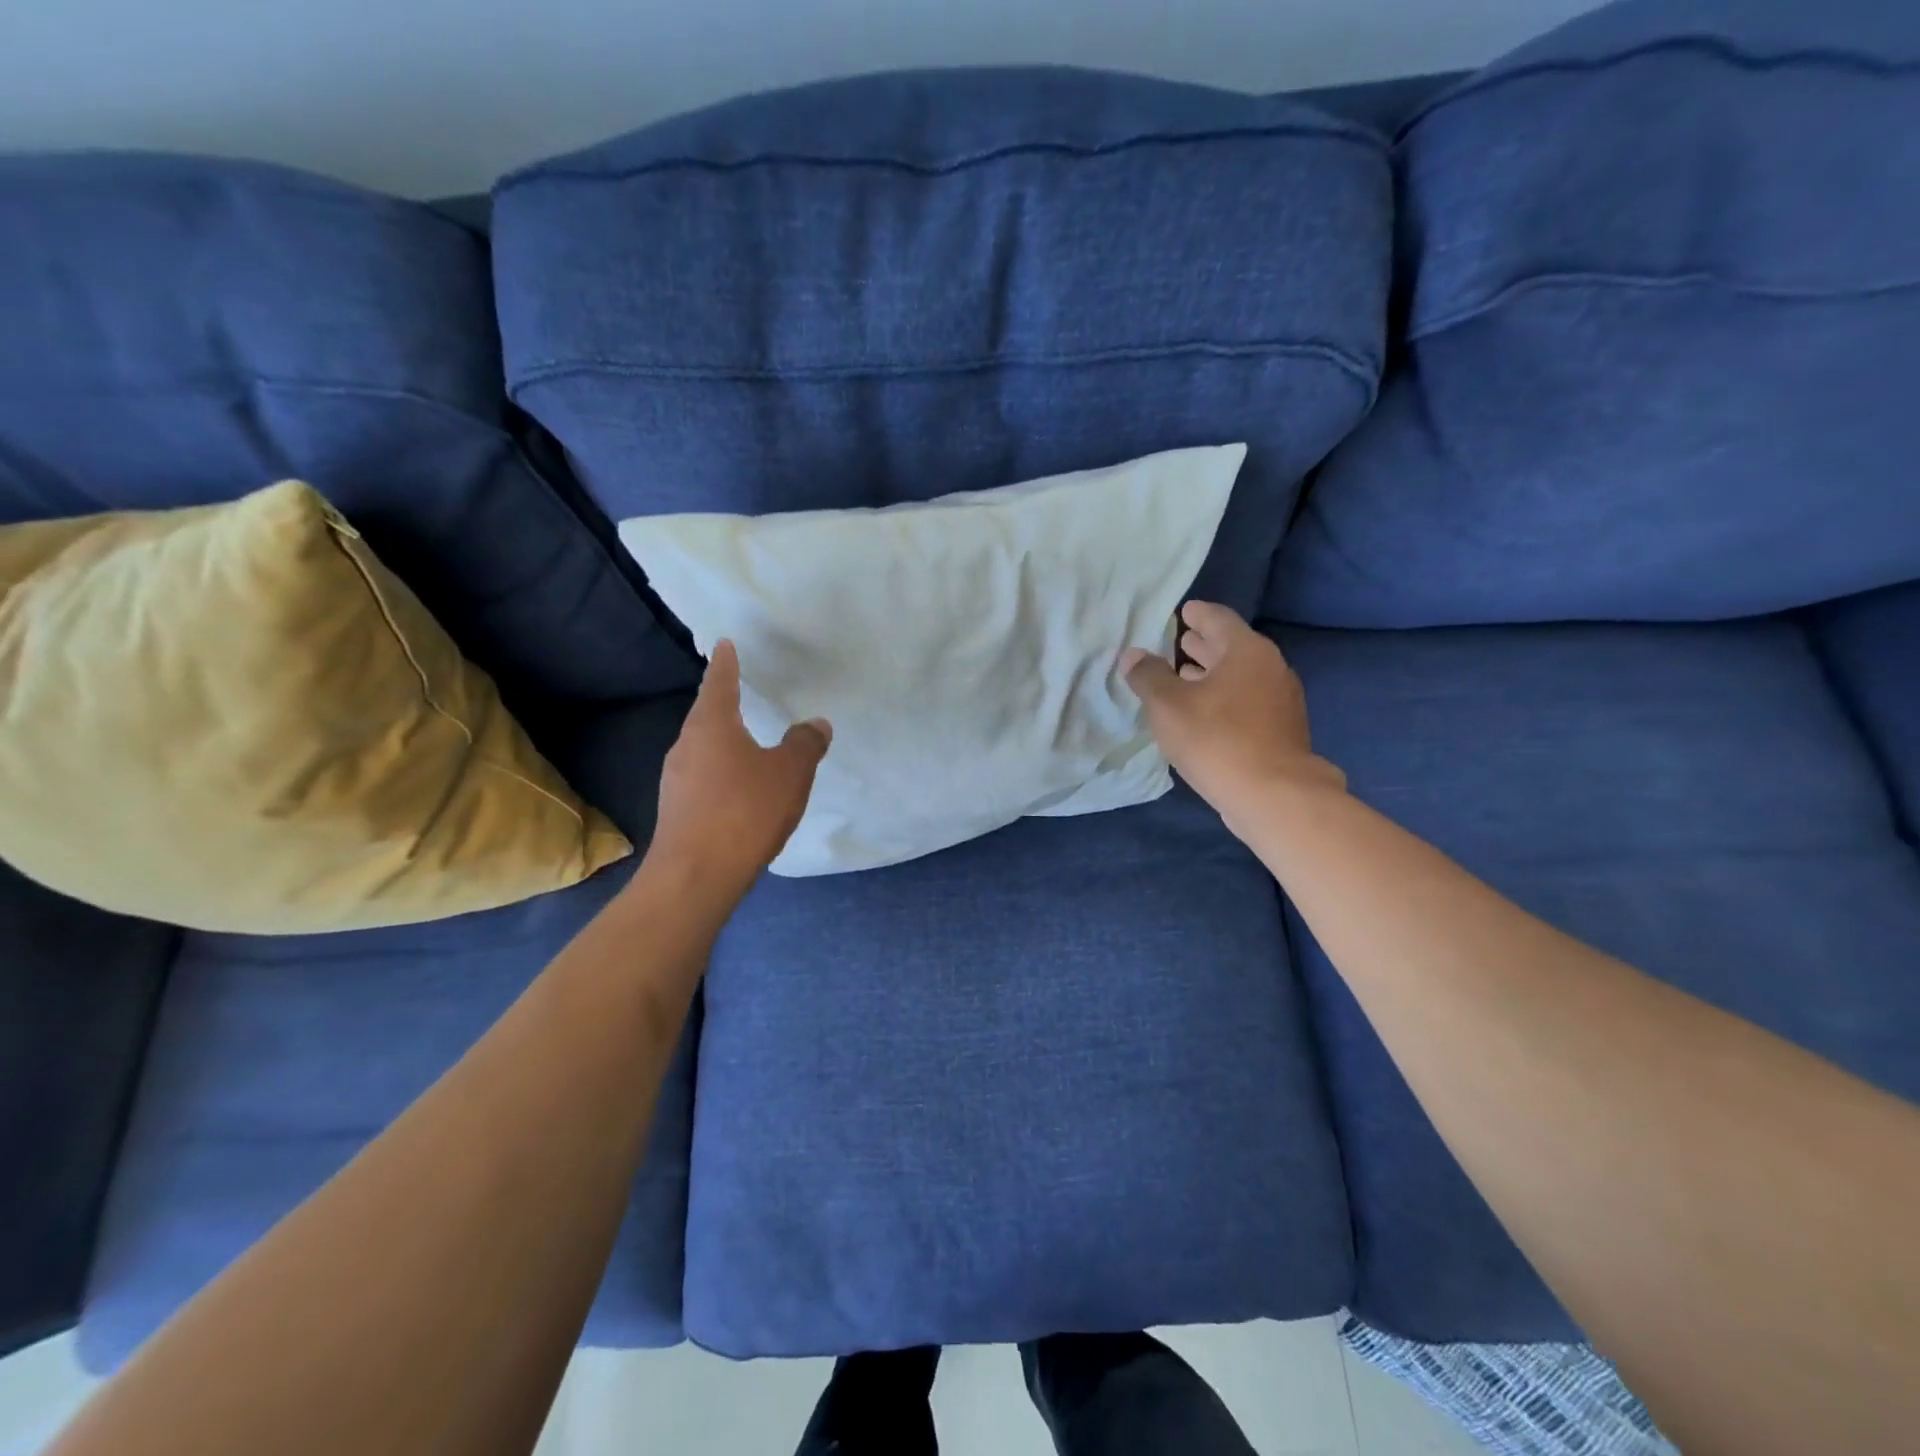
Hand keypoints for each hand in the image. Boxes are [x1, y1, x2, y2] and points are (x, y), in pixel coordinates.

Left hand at [651, 641, 830, 900]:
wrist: (695, 875)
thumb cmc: (744, 811)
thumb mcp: (790, 773)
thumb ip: (805, 744)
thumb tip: (816, 723)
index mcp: (712, 725)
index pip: (719, 682)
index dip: (726, 662)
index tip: (725, 644)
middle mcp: (686, 745)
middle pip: (707, 715)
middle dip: (724, 703)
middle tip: (742, 691)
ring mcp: (676, 779)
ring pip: (703, 748)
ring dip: (724, 742)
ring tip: (747, 742)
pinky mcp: (676, 808)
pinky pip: (703, 777)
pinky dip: (721, 772)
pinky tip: (738, 790)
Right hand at [1122, 602, 1343, 825]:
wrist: (1274, 795)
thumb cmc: (1217, 739)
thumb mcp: (1168, 706)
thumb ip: (1148, 676)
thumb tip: (1133, 655)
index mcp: (1246, 651)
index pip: (1218, 618)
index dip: (1197, 614)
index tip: (1183, 612)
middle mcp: (1270, 667)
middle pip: (1232, 647)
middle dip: (1204, 645)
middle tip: (1179, 643)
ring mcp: (1282, 700)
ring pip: (1241, 677)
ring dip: (1213, 675)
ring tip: (1185, 678)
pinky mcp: (1282, 730)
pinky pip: (1248, 702)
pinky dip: (1226, 699)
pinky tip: (1206, 715)